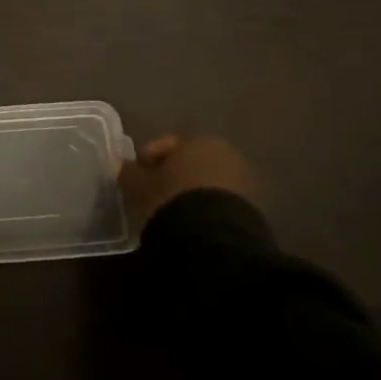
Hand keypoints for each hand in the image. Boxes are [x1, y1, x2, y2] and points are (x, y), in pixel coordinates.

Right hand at [120, 135, 258, 229]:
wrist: (215, 239)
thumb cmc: (171, 200)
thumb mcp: (139, 186)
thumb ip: (130, 172)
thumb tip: (126, 167)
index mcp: (197, 140)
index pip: (164, 145)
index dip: (145, 161)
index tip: (134, 179)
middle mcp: (224, 153)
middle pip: (189, 162)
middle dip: (172, 176)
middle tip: (153, 195)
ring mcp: (243, 180)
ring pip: (206, 182)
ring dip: (190, 193)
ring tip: (173, 213)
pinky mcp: (254, 208)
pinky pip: (220, 202)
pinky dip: (206, 208)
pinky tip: (192, 224)